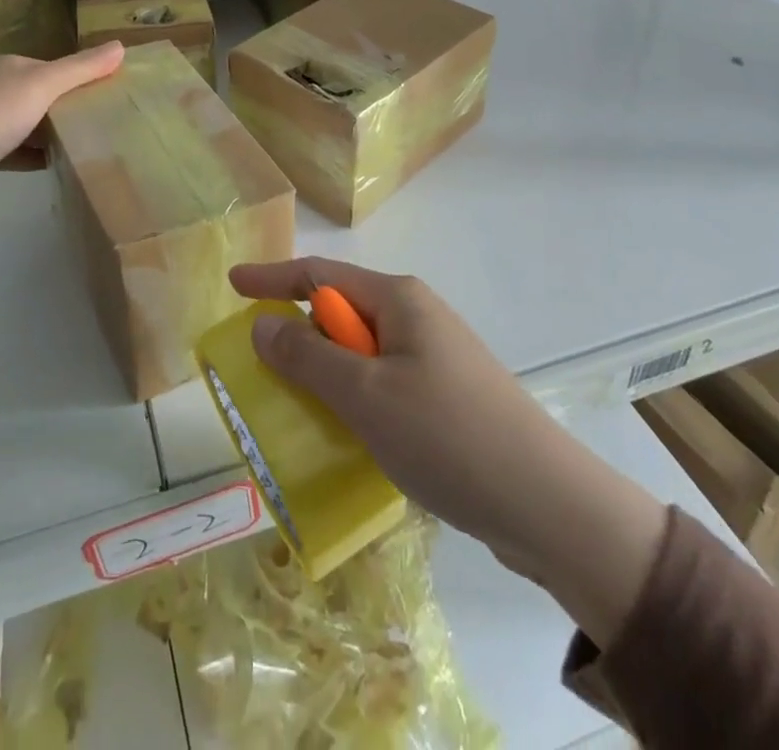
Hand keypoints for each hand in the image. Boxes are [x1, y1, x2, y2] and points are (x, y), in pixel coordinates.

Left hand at [0, 43, 123, 188]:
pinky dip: (34, 154)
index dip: (79, 79)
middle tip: (98, 122)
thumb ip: (82, 68)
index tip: (105, 96)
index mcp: (12, 66)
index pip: (54, 69)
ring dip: (50, 132)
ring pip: (28, 122)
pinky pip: (16, 149)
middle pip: (41, 95)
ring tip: (81, 143)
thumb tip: (121, 46)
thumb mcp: (45, 85)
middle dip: (66, 107)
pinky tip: (53, 163)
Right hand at [230, 256, 567, 562]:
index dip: (272, 278)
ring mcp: (434, 357)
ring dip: (326, 376)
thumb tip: (263, 325)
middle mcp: (416, 317)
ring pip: (360, 354)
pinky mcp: (445, 397)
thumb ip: (307, 356)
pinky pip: (382, 385)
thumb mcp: (364, 394)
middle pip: (340, 313)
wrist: (546, 503)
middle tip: (260, 372)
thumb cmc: (447, 434)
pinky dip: (354, 401)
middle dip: (299, 336)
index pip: (320, 275)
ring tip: (295, 411)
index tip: (232, 282)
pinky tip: (346, 438)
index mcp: (398, 299)